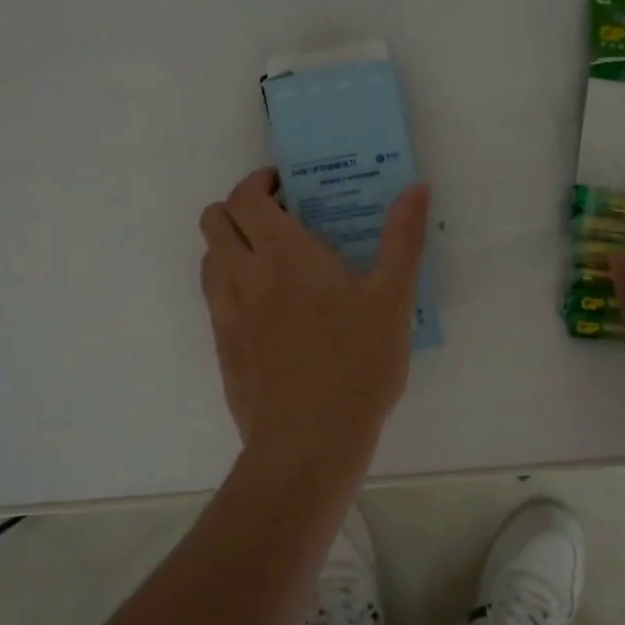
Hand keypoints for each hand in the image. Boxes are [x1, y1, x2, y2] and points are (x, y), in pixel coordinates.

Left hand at [199, 168, 430, 476]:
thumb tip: (416, 187)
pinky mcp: (222, 348)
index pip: (244, 197)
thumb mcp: (392, 299)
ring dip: (230, 245)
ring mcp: (226, 314)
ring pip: (208, 258)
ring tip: (270, 261)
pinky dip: (230, 284)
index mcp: (283, 255)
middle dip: (238, 207)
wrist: (308, 443)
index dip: (258, 181)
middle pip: (213, 220)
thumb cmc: (356, 365)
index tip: (285, 186)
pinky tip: (267, 309)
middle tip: (277, 218)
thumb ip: (403, 239)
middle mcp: (244, 276)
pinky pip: (213, 298)